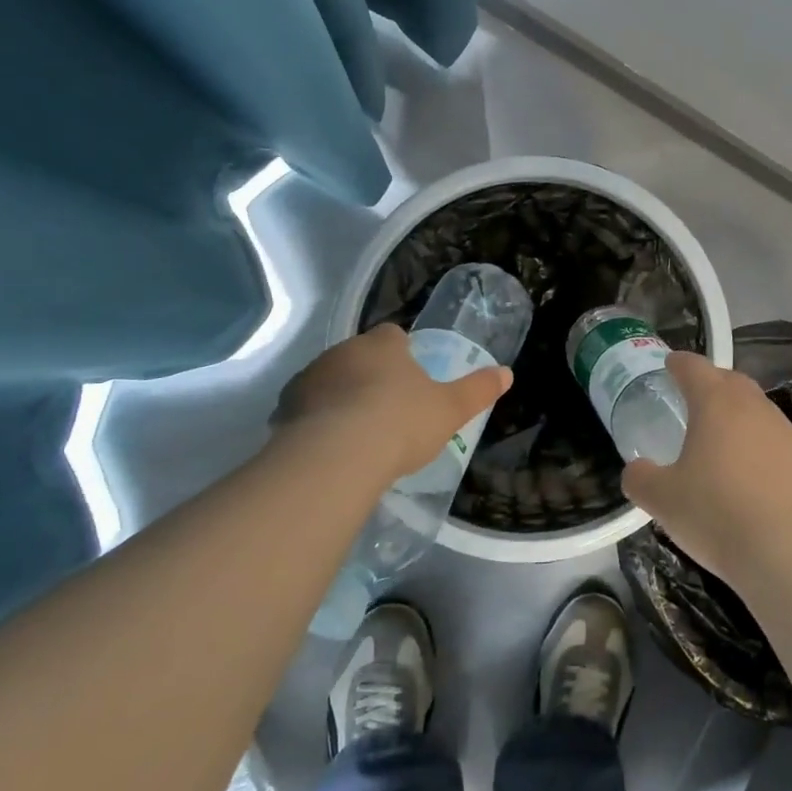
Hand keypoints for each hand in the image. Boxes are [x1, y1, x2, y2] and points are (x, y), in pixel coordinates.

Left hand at [272, 323, 512, 481]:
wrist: (337, 455)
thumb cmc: (401, 422)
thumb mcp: (451, 409)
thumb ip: (478, 390)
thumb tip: (507, 373)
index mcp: (383, 345)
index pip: (393, 335)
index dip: (402, 352)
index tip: (410, 376)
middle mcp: (343, 351)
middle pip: (359, 356)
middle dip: (370, 375)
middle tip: (386, 409)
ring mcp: (309, 378)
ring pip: (329, 381)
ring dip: (339, 398)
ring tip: (356, 434)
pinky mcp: (284, 409)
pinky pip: (304, 411)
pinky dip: (315, 423)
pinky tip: (329, 450)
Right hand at [620, 352, 791, 590]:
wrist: (790, 554)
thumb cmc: (717, 516)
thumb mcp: (662, 501)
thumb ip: (641, 479)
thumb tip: (636, 470)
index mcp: (716, 404)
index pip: (694, 368)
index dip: (679, 363)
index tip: (670, 364)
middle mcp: (755, 407)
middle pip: (731, 381)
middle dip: (712, 383)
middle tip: (694, 399)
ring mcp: (787, 432)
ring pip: (758, 410)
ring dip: (739, 415)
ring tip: (723, 440)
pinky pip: (778, 440)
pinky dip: (761, 446)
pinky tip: (754, 474)